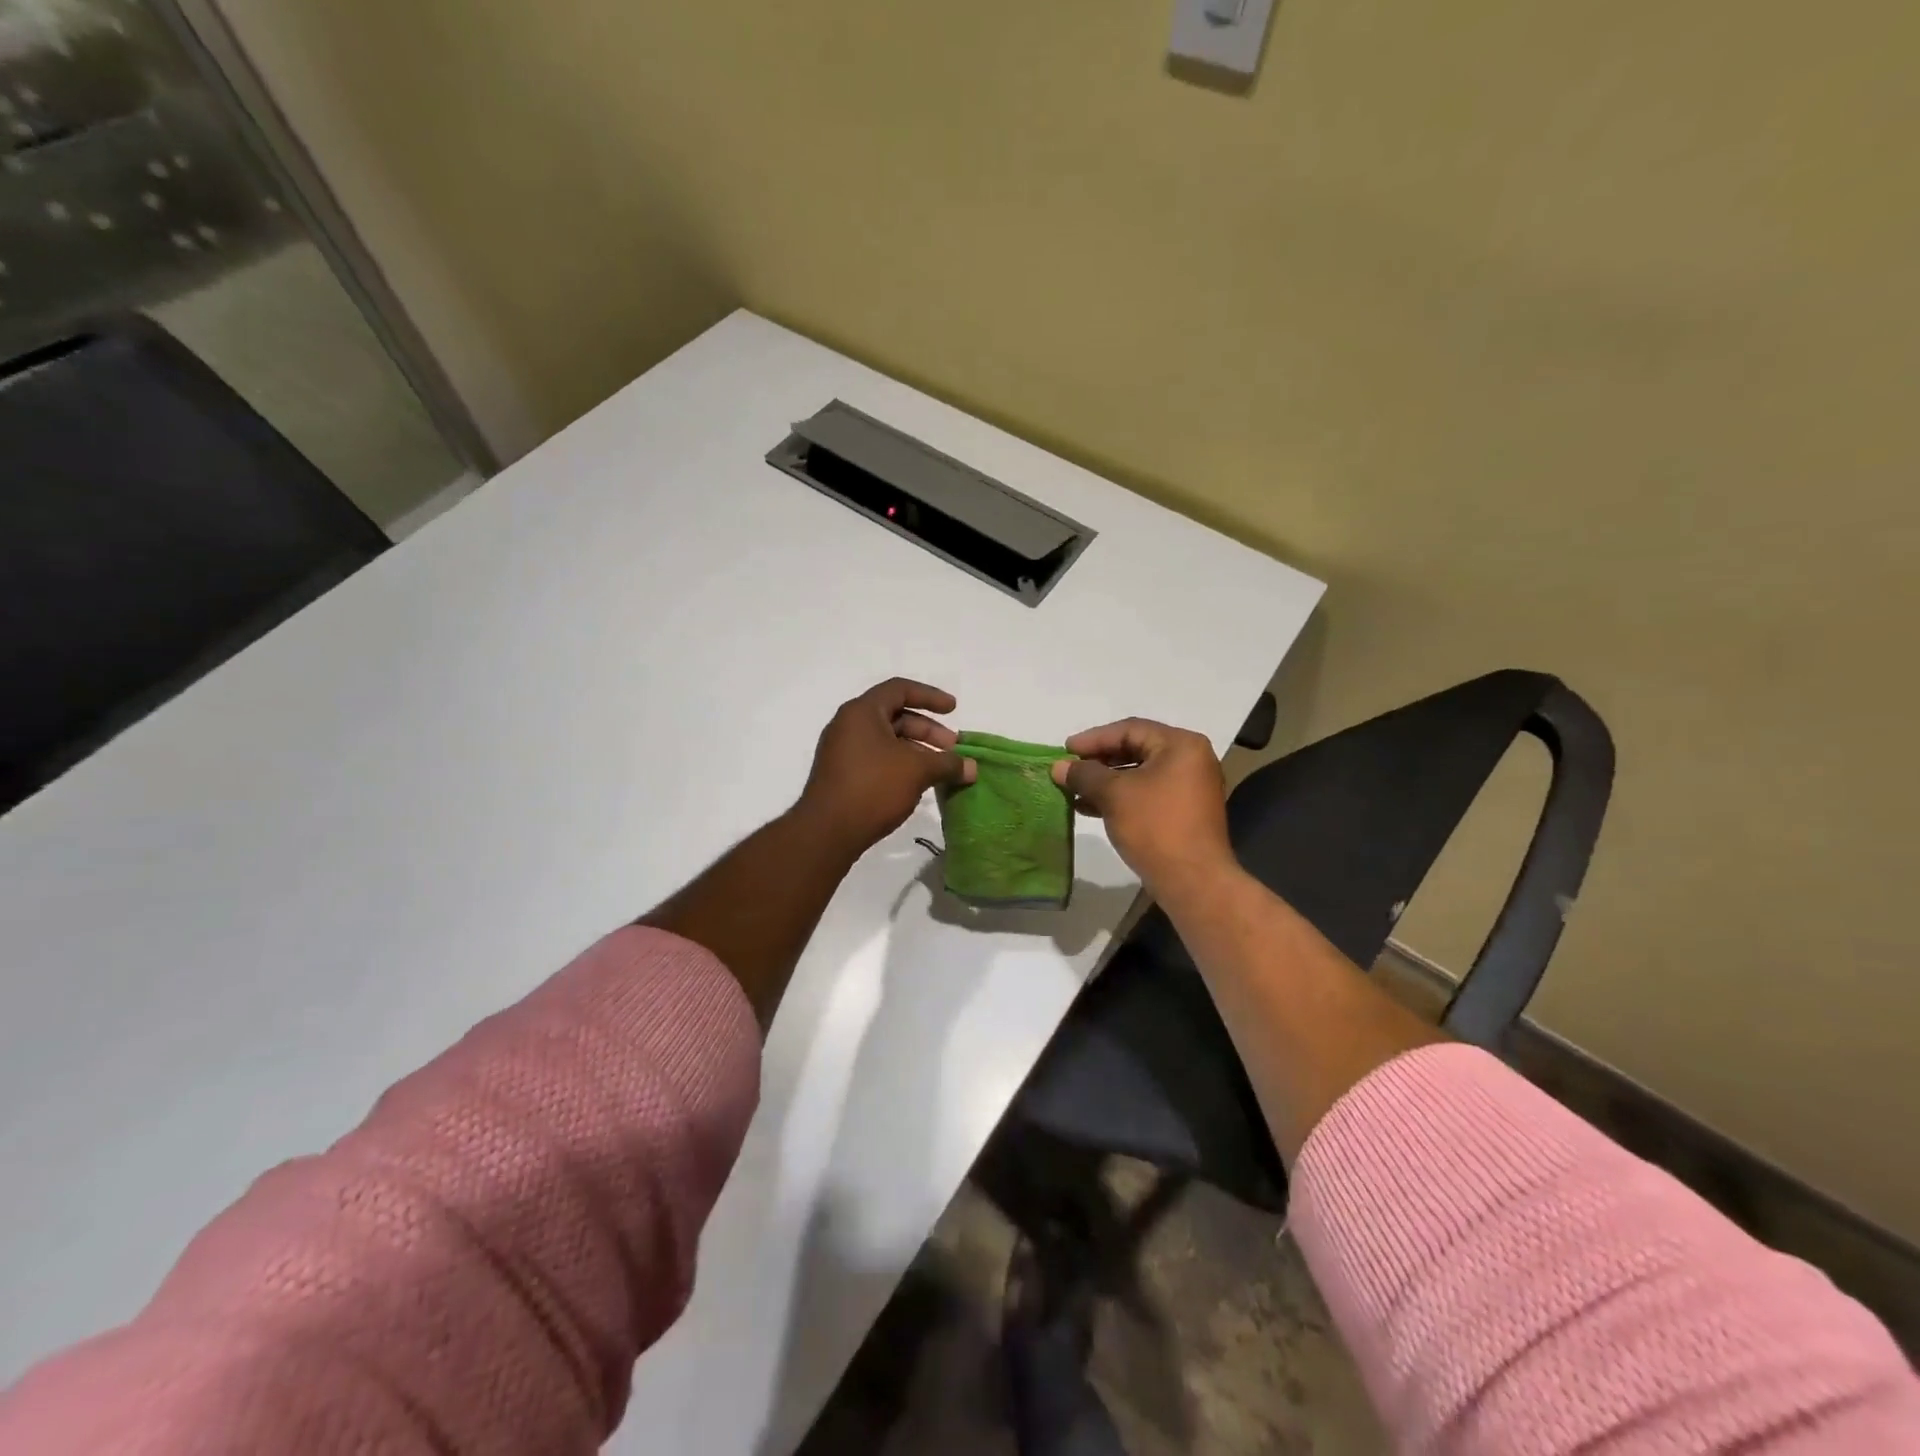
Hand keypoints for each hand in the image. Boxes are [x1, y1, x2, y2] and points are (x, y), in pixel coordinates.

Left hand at [797, 678, 975, 855]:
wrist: (827, 832)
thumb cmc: (873, 787)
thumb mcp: (917, 770)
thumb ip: (948, 763)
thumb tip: (972, 768)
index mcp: (862, 712)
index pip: (900, 689)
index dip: (930, 696)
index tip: (954, 710)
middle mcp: (848, 725)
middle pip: (895, 716)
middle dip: (928, 730)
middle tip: (952, 749)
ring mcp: (841, 751)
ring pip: (887, 740)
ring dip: (916, 750)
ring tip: (940, 770)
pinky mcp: (841, 774)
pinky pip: (876, 758)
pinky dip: (900, 764)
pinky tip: (917, 784)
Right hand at [1050, 719, 1234, 898]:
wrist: (1193, 881)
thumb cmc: (1155, 827)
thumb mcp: (1114, 795)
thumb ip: (1084, 775)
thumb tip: (1058, 767)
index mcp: (1181, 745)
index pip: (1130, 729)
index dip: (1093, 738)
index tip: (1065, 750)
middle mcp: (1190, 760)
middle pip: (1135, 749)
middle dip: (1098, 760)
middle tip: (1068, 768)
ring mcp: (1189, 787)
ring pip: (1138, 774)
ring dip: (1104, 781)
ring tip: (1073, 790)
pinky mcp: (1182, 812)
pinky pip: (1146, 794)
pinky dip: (1119, 797)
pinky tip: (1090, 808)